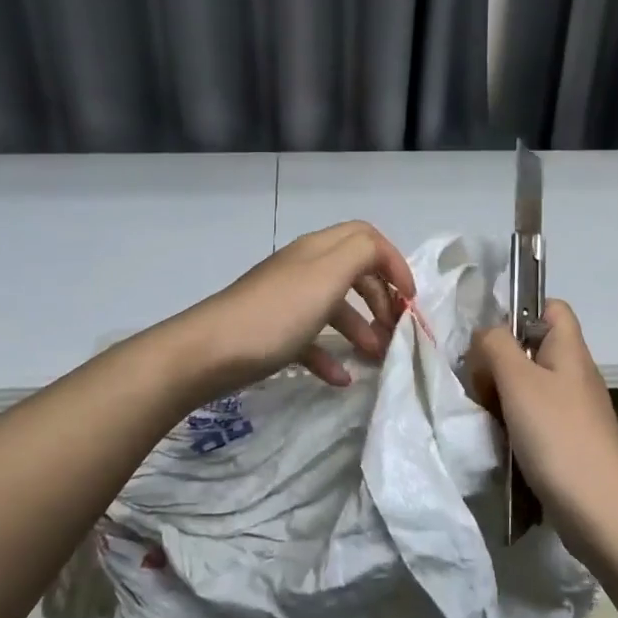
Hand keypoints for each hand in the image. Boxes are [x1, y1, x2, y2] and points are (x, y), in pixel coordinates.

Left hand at [175, 221, 418, 398]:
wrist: (207, 353)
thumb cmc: (276, 314)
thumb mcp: (328, 275)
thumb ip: (362, 253)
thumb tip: (381, 256)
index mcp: (318, 250)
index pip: (366, 238)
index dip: (394, 262)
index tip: (409, 299)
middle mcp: (302, 269)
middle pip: (353, 272)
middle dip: (380, 298)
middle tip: (396, 330)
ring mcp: (285, 301)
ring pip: (334, 307)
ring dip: (360, 328)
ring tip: (376, 357)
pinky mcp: (271, 333)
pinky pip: (310, 340)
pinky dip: (330, 356)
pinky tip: (341, 379)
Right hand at [471, 301, 617, 564]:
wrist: (600, 512)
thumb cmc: (558, 437)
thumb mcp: (518, 381)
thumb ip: (495, 346)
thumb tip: (485, 335)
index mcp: (570, 350)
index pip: (551, 307)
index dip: (520, 311)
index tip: (490, 339)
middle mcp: (575, 374)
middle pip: (533, 348)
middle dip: (500, 360)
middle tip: (479, 384)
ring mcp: (574, 410)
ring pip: (529, 385)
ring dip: (502, 396)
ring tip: (485, 415)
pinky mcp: (568, 441)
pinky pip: (534, 418)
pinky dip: (513, 424)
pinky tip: (500, 442)